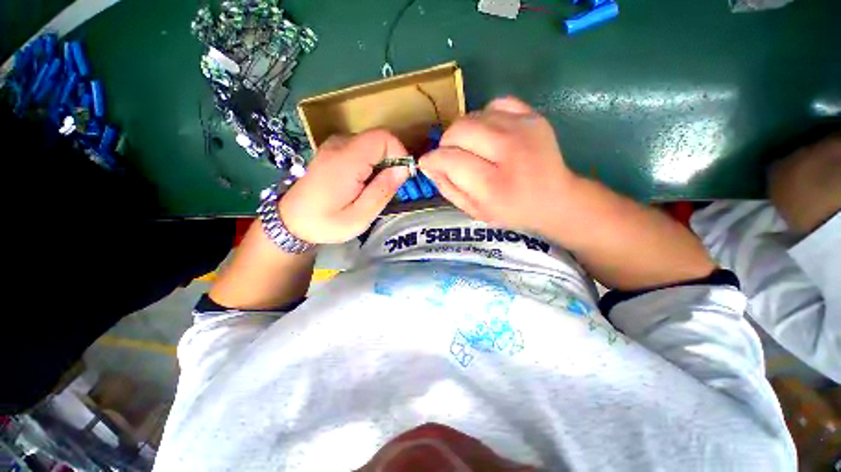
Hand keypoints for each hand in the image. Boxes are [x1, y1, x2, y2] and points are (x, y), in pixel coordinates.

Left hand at [279, 130, 409, 243]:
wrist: (291, 221)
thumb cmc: (326, 223)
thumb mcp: (360, 216)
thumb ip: (382, 190)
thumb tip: (403, 169)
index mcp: (346, 159)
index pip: (384, 137)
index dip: (400, 154)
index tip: (401, 177)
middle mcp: (339, 144)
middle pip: (379, 140)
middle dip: (391, 162)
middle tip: (386, 189)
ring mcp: (334, 145)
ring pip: (372, 145)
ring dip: (381, 165)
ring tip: (373, 190)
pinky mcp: (333, 150)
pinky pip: (362, 149)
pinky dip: (371, 164)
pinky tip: (362, 184)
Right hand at [419, 97, 578, 232]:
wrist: (555, 198)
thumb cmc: (511, 211)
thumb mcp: (474, 211)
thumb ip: (448, 188)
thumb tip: (429, 165)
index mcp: (493, 184)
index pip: (448, 159)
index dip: (432, 160)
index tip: (428, 164)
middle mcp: (508, 151)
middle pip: (458, 131)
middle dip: (446, 144)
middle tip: (451, 157)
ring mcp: (523, 128)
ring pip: (472, 116)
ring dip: (463, 133)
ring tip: (471, 149)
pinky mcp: (532, 116)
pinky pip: (495, 105)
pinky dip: (484, 118)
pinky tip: (489, 135)